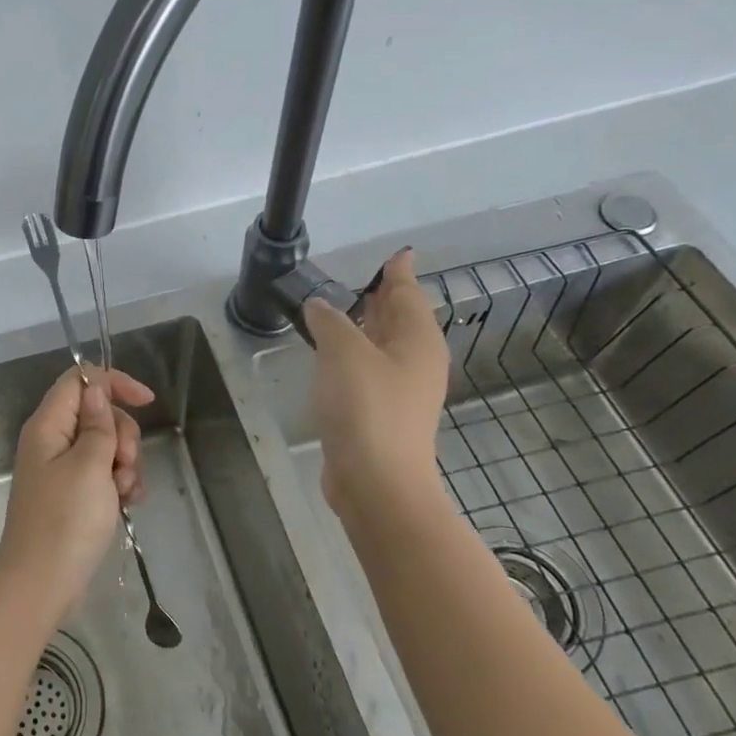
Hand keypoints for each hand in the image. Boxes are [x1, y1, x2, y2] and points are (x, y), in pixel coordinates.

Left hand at [0, 366, 154, 621]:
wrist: (42, 583)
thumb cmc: (66, 519)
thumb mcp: (90, 465)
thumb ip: (98, 424)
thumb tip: (95, 389)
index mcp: (48, 425)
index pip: (79, 380)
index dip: (113, 383)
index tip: (147, 401)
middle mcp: (52, 441)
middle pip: (98, 414)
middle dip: (122, 435)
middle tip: (123, 465)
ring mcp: (62, 470)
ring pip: (106, 446)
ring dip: (125, 464)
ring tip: (124, 493)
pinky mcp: (73, 495)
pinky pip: (103, 474)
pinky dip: (119, 484)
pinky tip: (128, 504)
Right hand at [302, 248, 449, 515]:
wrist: (376, 481)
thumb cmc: (367, 407)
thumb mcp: (343, 351)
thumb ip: (329, 320)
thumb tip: (318, 306)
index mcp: (417, 339)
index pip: (408, 292)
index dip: (398, 272)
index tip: (397, 253)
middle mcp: (416, 360)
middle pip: (399, 318)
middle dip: (380, 297)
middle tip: (357, 279)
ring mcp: (401, 389)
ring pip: (383, 345)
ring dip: (363, 326)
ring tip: (336, 310)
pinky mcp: (381, 412)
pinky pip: (368, 369)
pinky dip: (353, 354)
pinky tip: (330, 355)